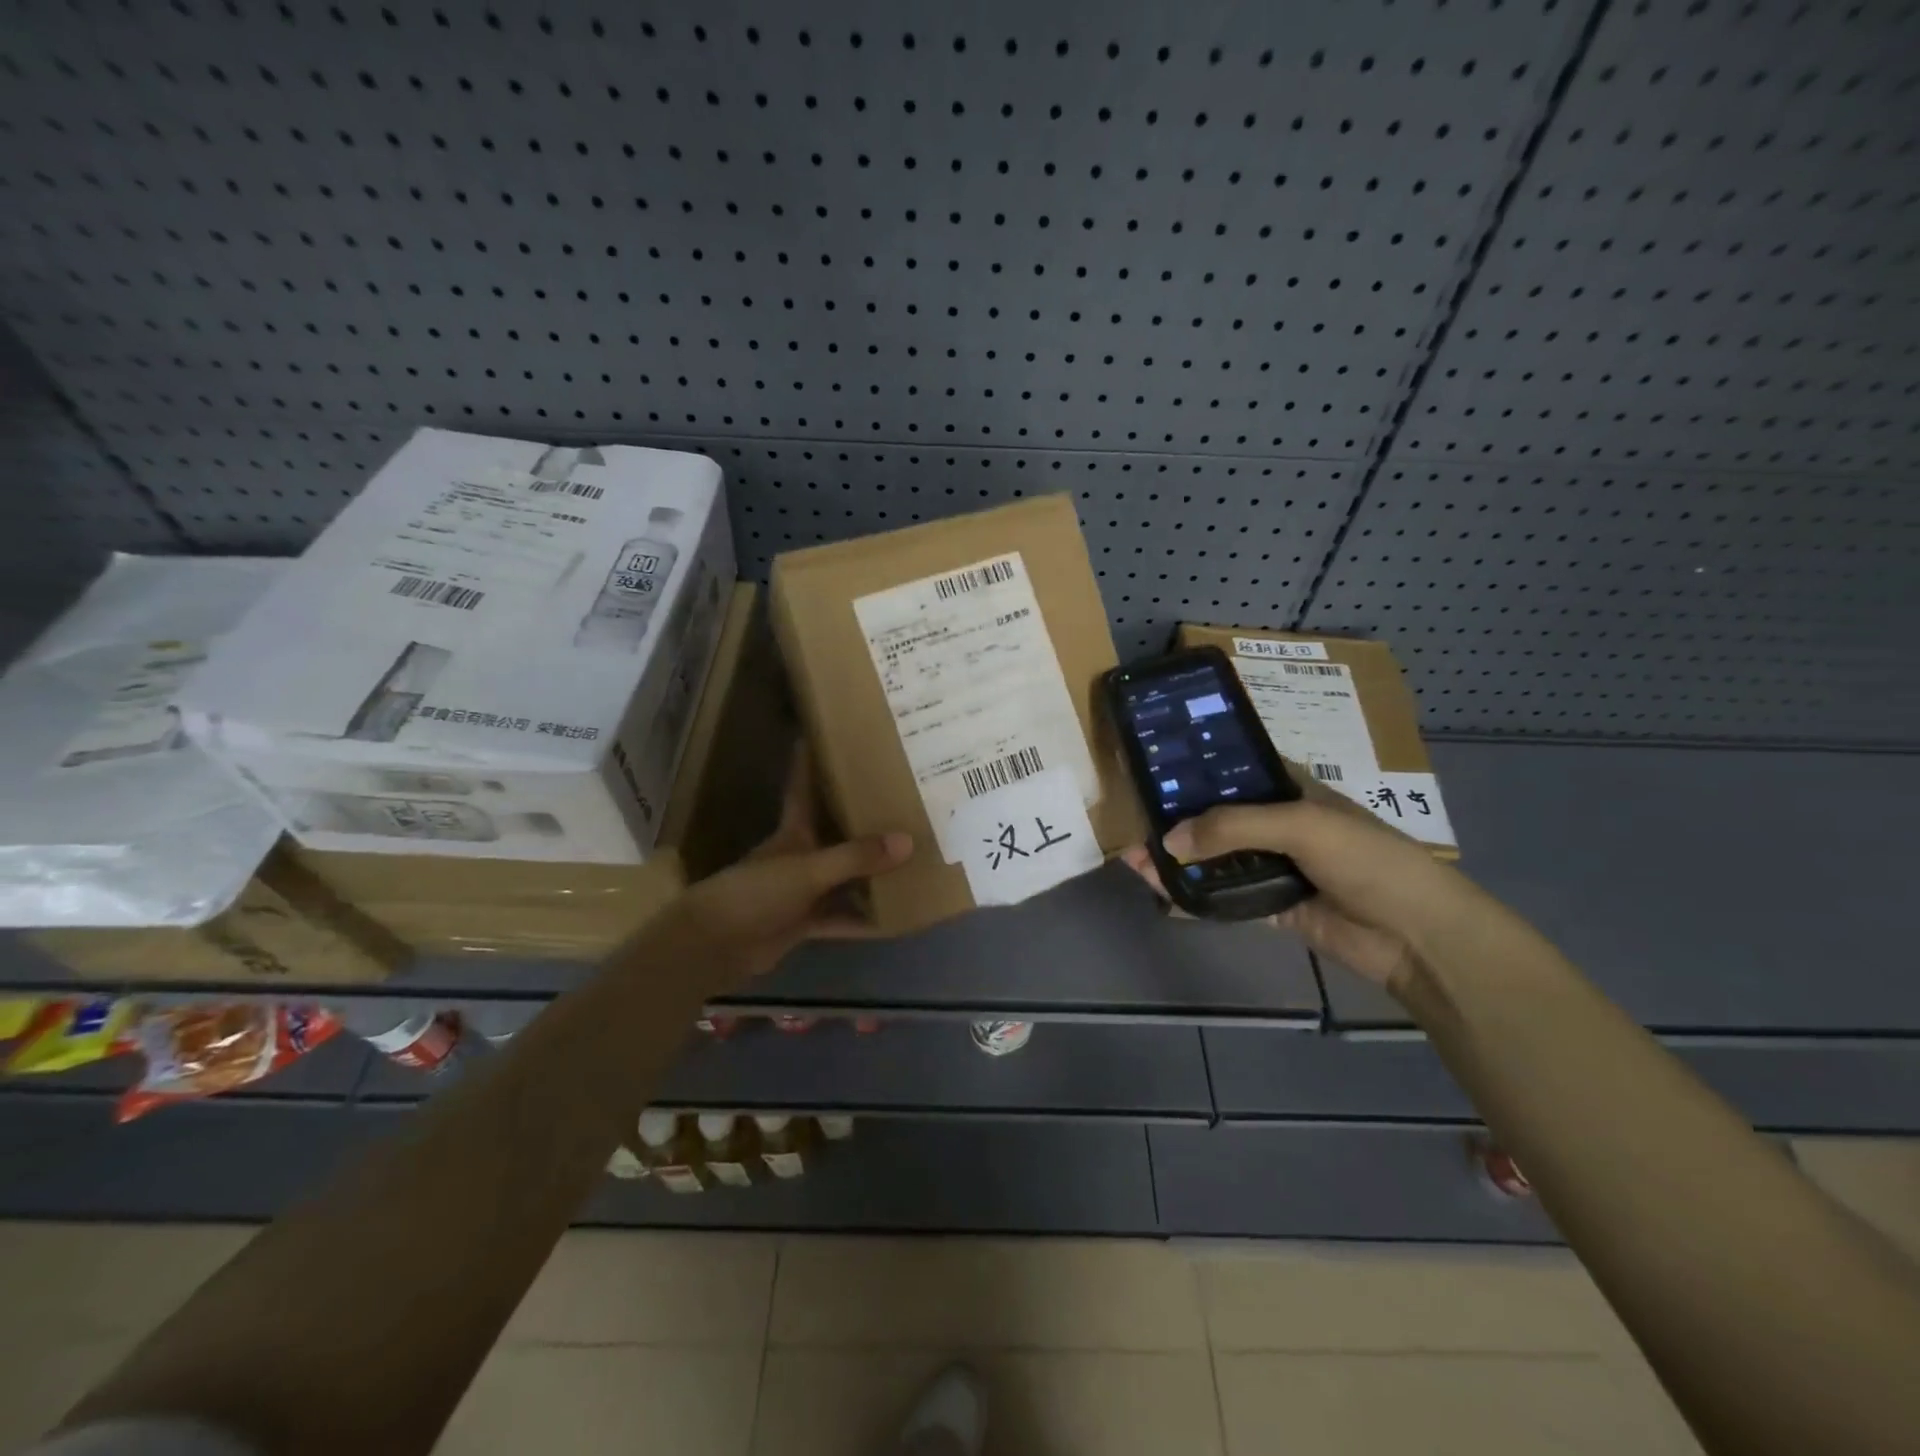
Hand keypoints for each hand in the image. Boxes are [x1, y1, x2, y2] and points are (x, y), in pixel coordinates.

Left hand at [660, 745, 912, 988]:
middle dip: (864, 819)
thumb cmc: (756, 892)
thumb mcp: (809, 870)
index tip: (828, 734)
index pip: (804, 787)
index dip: (811, 761)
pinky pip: (843, 918)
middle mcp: (801, 856)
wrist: (716, 946)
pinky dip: (865, 920)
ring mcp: (803, 891)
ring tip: (915, 858)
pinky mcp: (806, 922)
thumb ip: (855, 857)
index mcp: (794, 831)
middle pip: (836, 832)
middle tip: (903, 800)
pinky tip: (896, 920)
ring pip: (845, 877)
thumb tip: (908, 841)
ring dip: (872, 873)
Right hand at [1121, 769, 1479, 991]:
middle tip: (1132, 821)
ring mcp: (1273, 866)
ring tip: (1133, 858)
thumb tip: (1168, 839)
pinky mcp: (1271, 905)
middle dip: (1176, 819)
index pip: (1234, 771)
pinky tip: (1160, 890)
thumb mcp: (1302, 825)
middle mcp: (1277, 824)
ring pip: (1214, 858)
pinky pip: (1222, 896)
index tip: (1153, 769)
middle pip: (1216, 817)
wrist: (1416, 935)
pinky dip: (1192, 894)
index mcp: (1290, 790)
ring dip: (1178, 858)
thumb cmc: (1367, 859)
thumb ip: (1233, 827)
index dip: (1195, 770)